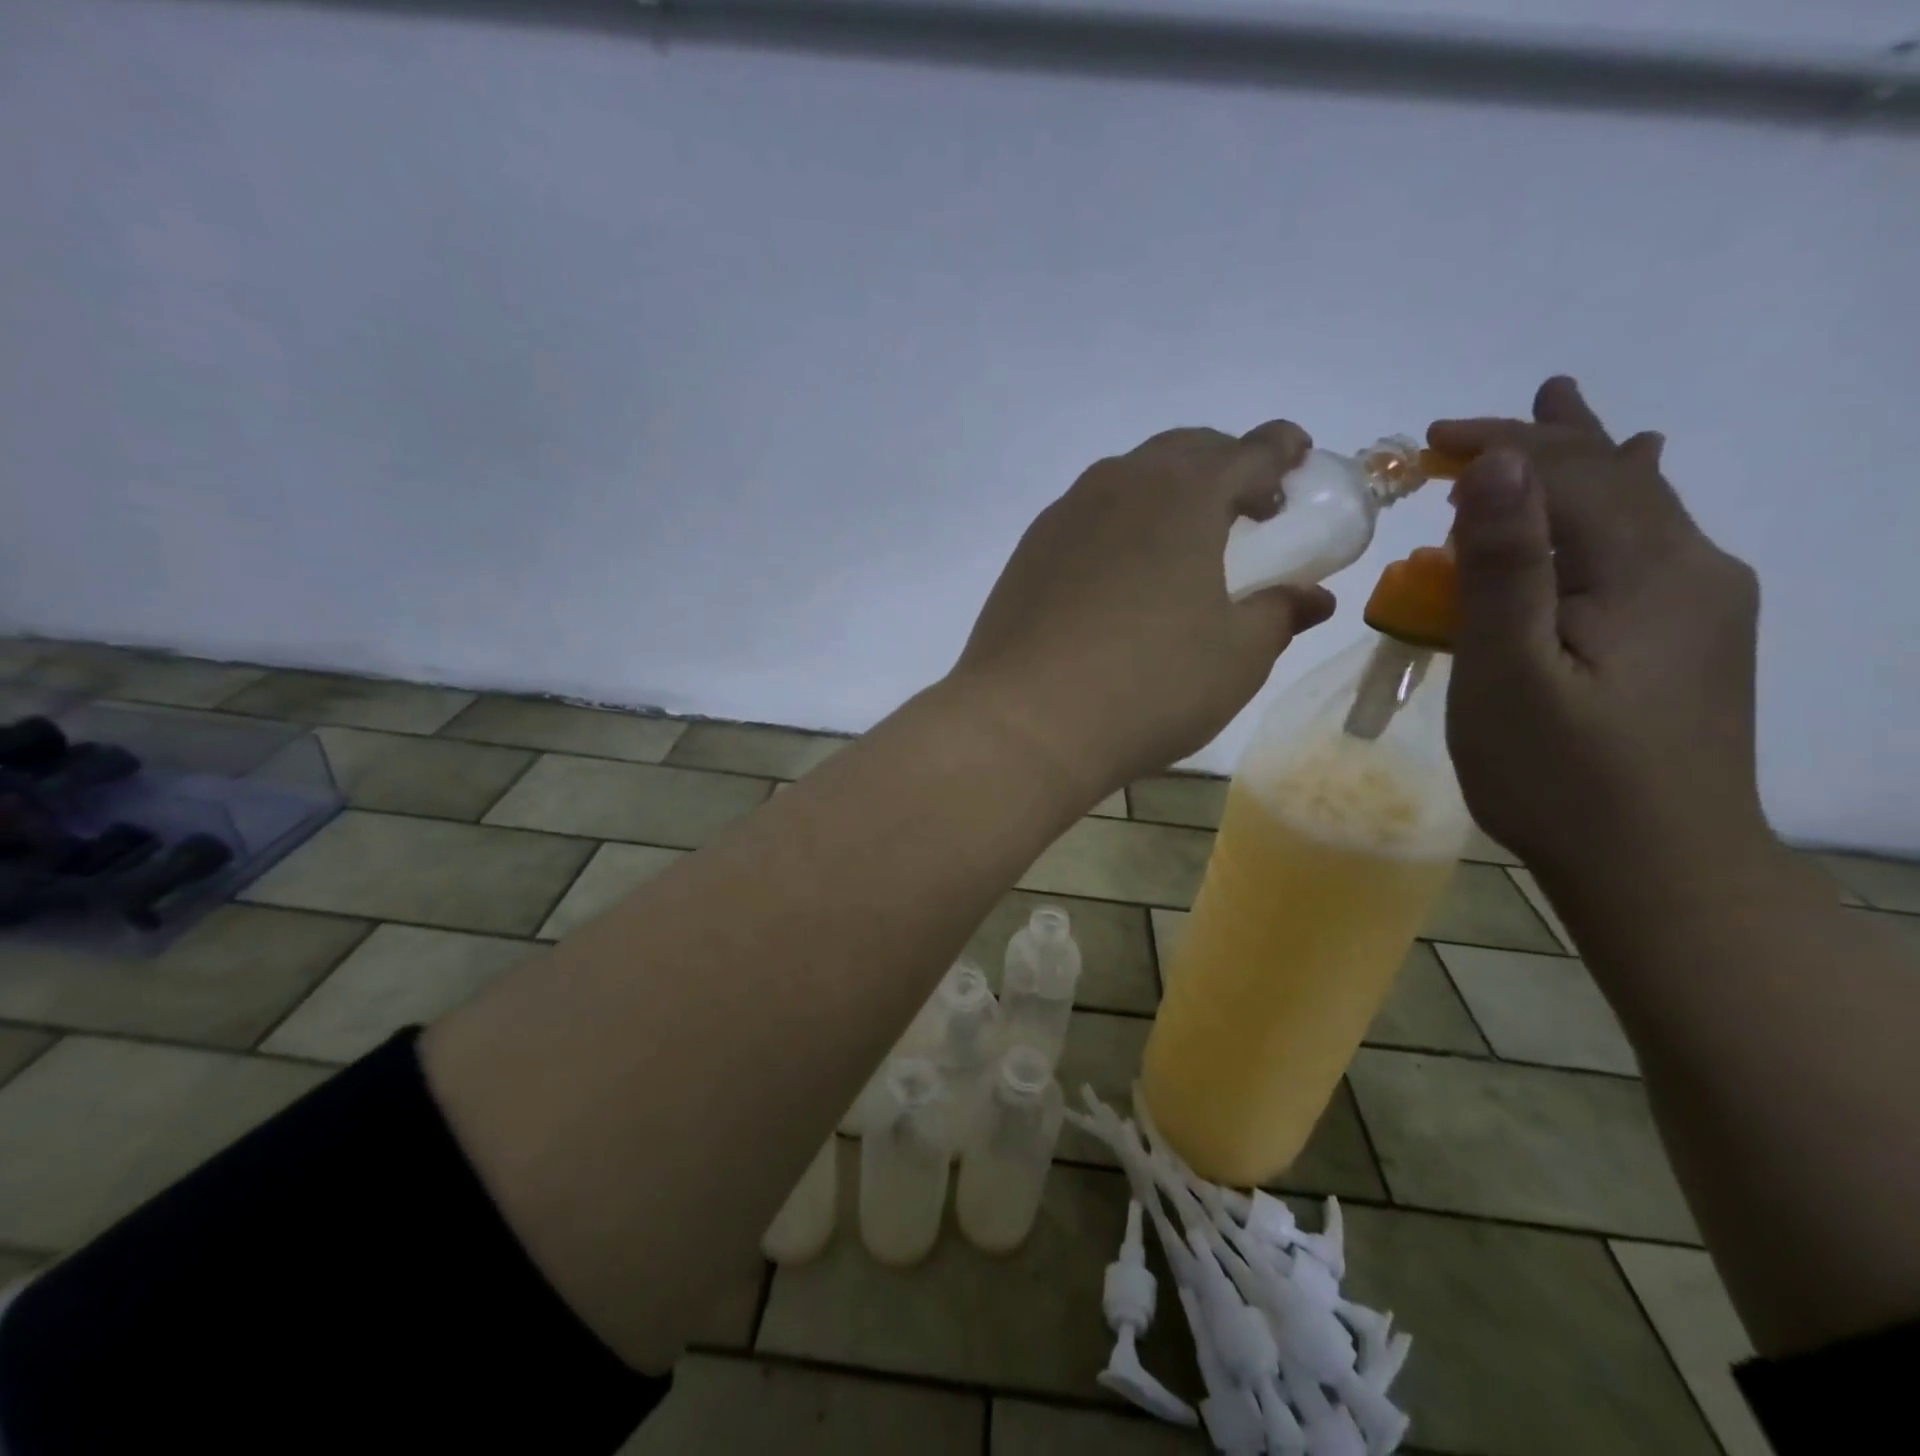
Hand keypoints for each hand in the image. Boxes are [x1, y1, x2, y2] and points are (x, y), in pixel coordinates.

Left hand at [951, 422, 1334, 802]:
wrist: (1026, 722)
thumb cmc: (1148, 686)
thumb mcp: (1235, 658)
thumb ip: (1278, 614)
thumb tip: (1311, 596)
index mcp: (1183, 496)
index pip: (1246, 451)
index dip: (1280, 450)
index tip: (1296, 458)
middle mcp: (1119, 487)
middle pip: (1182, 451)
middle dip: (1222, 464)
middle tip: (1246, 504)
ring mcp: (1064, 517)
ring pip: (1126, 478)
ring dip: (1165, 490)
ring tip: (1182, 537)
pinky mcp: (1027, 552)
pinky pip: (1086, 515)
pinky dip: (1118, 521)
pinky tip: (1120, 570)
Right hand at [1433, 378, 1767, 891]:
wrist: (1660, 868)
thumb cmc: (1561, 777)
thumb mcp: (1509, 673)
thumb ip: (1503, 568)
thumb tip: (1495, 465)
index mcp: (1646, 571)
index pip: (1570, 473)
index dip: (1500, 444)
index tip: (1427, 440)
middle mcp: (1692, 568)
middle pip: (1612, 476)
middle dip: (1536, 440)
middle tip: (1463, 426)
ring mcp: (1702, 603)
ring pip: (1638, 503)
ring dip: (1585, 456)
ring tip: (1566, 403)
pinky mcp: (1694, 636)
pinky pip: (1649, 542)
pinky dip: (1618, 501)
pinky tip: (1641, 479)